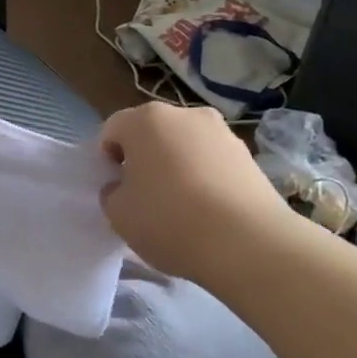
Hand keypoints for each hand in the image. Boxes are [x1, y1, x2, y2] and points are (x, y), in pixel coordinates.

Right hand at [99, 102, 304, 292]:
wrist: (249, 244)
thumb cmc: (170, 221)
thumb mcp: (119, 214)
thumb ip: (112, 193)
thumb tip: (124, 187)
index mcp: (144, 120)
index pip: (112, 131)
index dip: (107, 160)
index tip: (115, 189)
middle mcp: (183, 114)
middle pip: (151, 133)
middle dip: (143, 158)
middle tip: (144, 196)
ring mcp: (220, 131)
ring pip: (184, 145)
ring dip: (176, 166)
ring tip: (181, 206)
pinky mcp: (248, 154)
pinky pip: (212, 161)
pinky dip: (205, 177)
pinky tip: (208, 211)